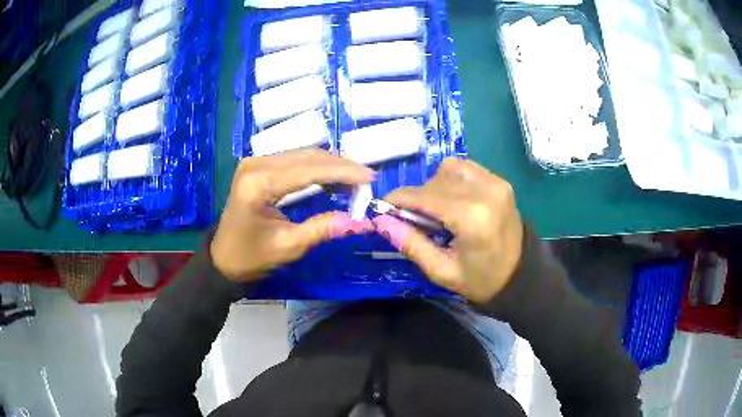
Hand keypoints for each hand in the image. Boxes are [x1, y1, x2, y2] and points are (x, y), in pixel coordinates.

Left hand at [211, 149, 374, 281]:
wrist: (223, 257)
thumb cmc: (252, 256)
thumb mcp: (289, 246)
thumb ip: (323, 229)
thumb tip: (360, 222)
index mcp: (258, 184)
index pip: (308, 170)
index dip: (342, 171)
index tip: (370, 177)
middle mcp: (255, 165)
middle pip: (307, 156)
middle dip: (340, 166)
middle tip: (367, 179)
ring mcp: (255, 162)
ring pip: (302, 154)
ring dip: (331, 164)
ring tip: (355, 178)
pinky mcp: (258, 165)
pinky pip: (294, 159)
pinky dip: (317, 167)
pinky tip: (333, 176)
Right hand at [374, 158, 523, 303]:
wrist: (519, 275)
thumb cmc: (480, 280)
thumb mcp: (441, 271)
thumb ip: (410, 243)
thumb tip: (380, 220)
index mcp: (472, 217)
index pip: (424, 196)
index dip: (399, 200)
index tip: (383, 208)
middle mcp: (485, 191)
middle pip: (434, 181)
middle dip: (416, 197)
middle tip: (412, 219)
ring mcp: (495, 182)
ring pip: (448, 168)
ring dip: (434, 186)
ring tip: (436, 210)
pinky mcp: (500, 181)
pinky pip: (465, 168)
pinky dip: (452, 179)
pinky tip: (453, 200)